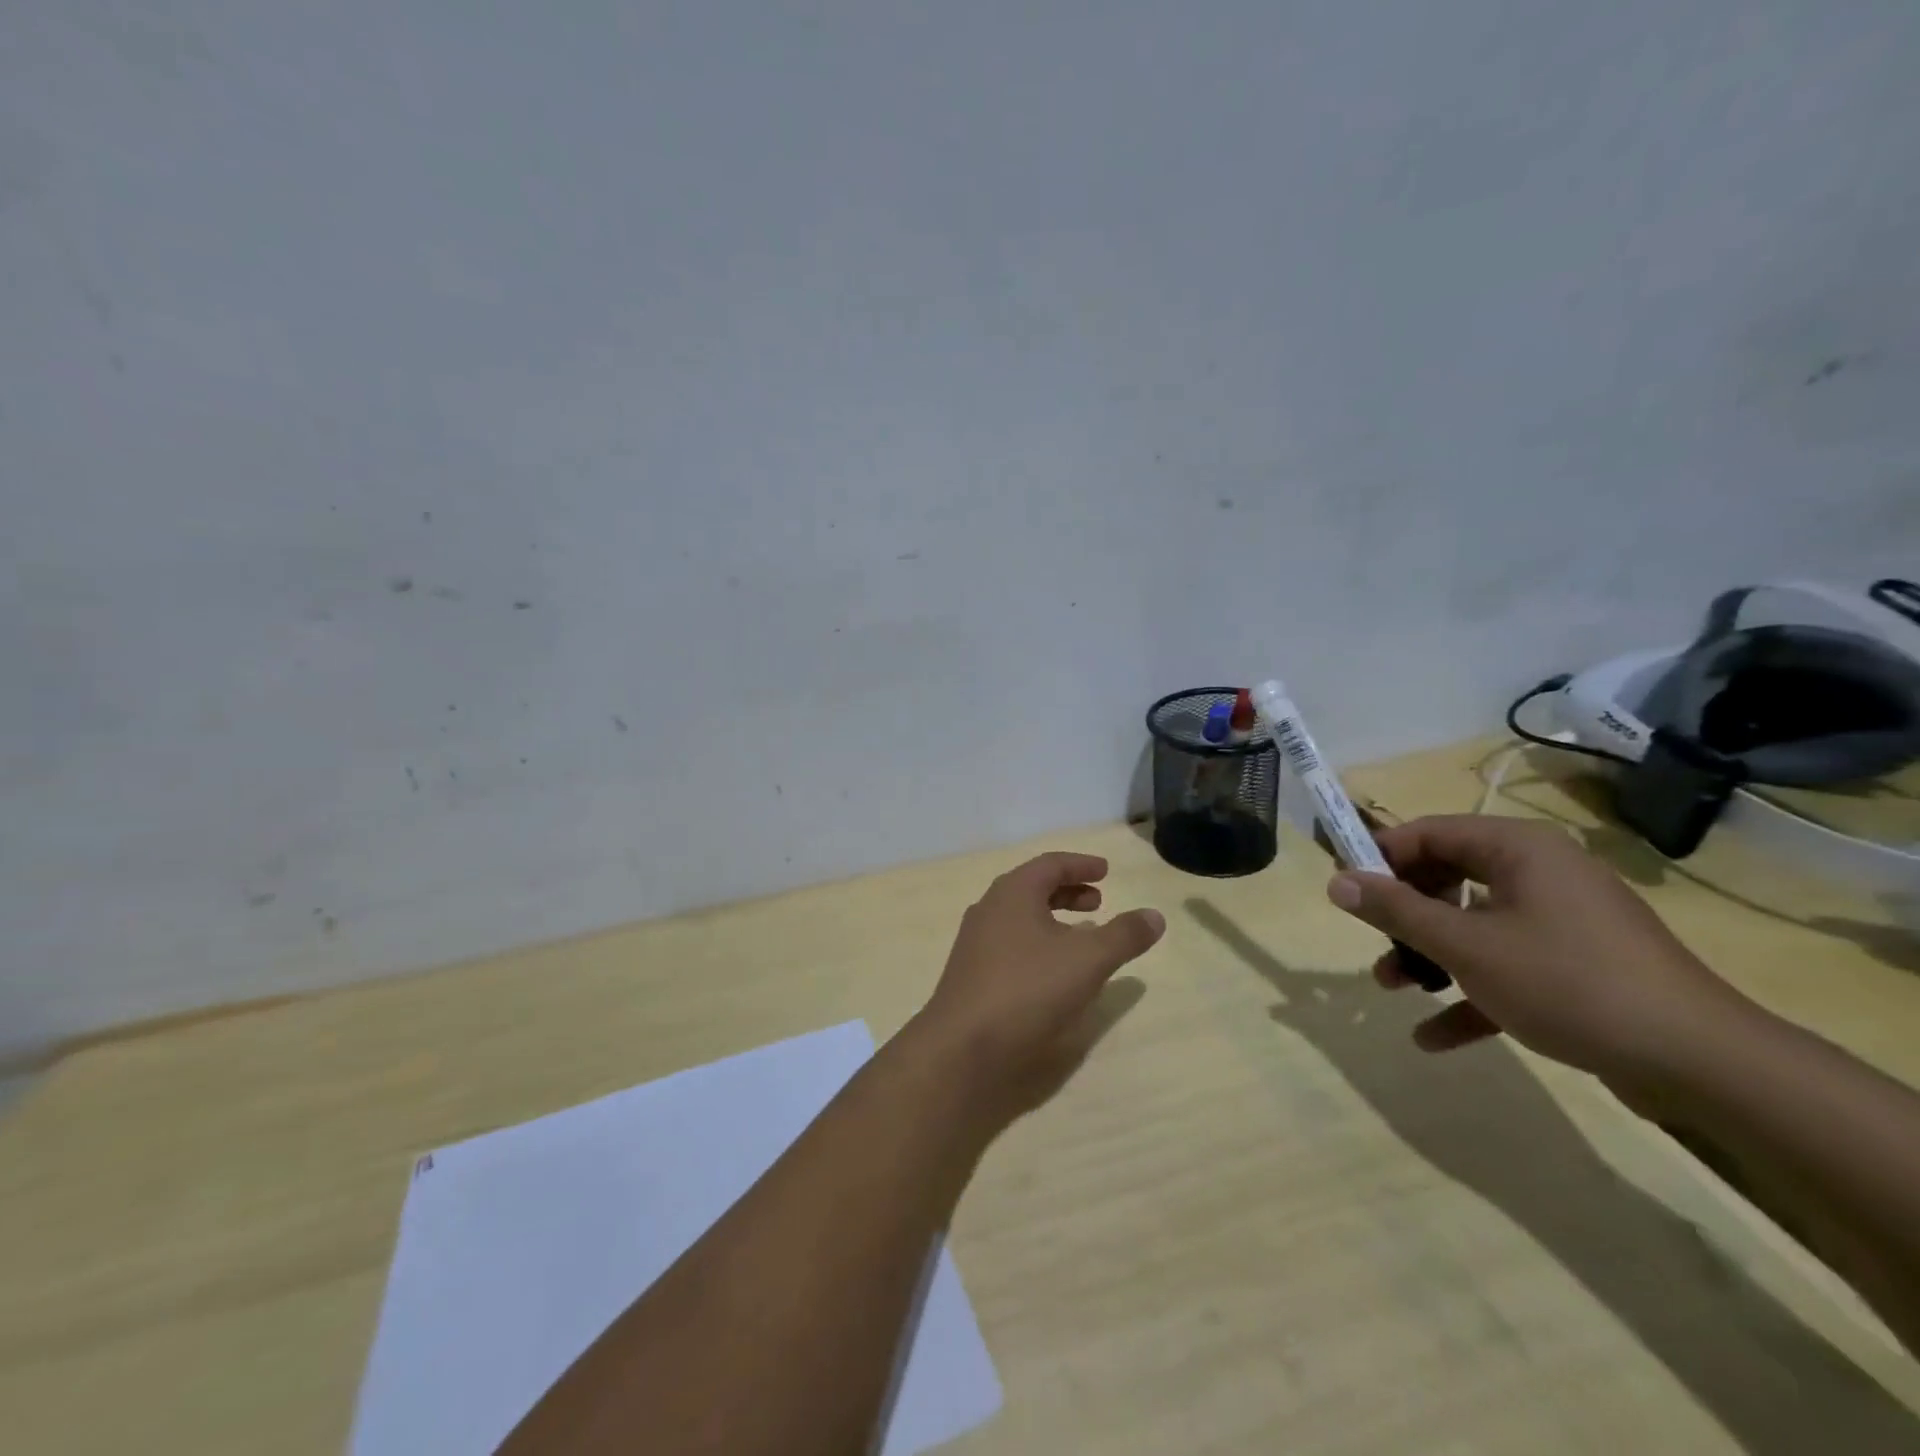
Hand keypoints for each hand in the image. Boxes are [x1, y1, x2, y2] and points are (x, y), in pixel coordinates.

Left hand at [908, 852, 1164, 1118]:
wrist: (963, 1047)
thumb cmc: (1028, 989)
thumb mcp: (1088, 959)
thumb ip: (1124, 935)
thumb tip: (1155, 915)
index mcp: (1013, 892)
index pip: (1050, 864)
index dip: (1081, 865)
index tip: (1106, 871)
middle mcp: (990, 909)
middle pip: (1033, 888)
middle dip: (1068, 891)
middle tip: (1098, 901)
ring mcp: (976, 943)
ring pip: (1020, 918)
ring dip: (1053, 919)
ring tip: (1082, 935)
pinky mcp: (972, 974)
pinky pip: (1011, 944)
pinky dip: (1038, 944)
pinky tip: (1053, 971)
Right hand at [1326, 815, 1748, 1083]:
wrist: (1701, 1064)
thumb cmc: (1567, 982)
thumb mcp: (1465, 946)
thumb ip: (1395, 910)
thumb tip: (1336, 881)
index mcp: (1518, 850)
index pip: (1428, 833)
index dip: (1380, 857)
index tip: (1346, 891)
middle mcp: (1540, 874)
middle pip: (1448, 878)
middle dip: (1403, 915)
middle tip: (1372, 941)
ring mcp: (1563, 921)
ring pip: (1474, 925)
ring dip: (1430, 955)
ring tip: (1395, 988)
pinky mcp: (1578, 966)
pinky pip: (1507, 966)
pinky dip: (1470, 993)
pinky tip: (1435, 1037)